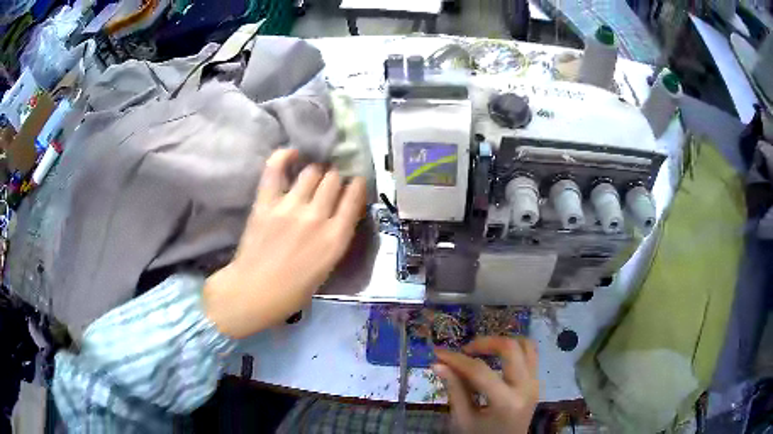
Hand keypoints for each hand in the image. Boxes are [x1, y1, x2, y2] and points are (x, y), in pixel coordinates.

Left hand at [203, 149, 366, 338]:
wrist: (255, 292)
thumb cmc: (294, 290)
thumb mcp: (327, 266)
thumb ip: (336, 237)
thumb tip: (338, 213)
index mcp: (336, 238)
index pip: (355, 196)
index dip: (356, 185)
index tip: (354, 183)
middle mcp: (317, 217)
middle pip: (334, 179)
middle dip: (335, 177)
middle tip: (330, 181)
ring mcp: (290, 207)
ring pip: (311, 171)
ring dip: (315, 170)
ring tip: (311, 175)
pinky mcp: (266, 202)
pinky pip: (276, 168)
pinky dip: (284, 156)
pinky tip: (292, 154)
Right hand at [433, 337, 538, 433]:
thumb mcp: (463, 419)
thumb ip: (454, 390)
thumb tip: (438, 364)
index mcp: (506, 402)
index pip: (479, 371)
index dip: (456, 359)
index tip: (438, 353)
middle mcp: (526, 388)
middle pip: (511, 348)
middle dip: (485, 342)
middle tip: (465, 350)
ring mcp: (535, 383)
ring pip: (526, 345)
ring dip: (502, 342)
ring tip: (482, 350)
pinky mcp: (536, 382)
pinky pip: (530, 355)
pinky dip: (514, 350)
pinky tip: (496, 358)